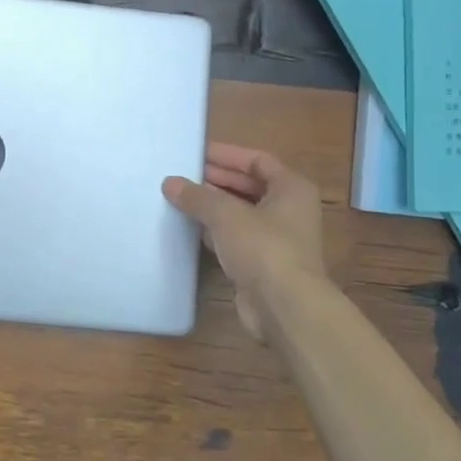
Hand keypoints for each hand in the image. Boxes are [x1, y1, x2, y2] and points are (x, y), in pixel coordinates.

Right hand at [164, 143, 326, 338]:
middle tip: (183, 175)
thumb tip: (170, 183)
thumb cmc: (263, 248)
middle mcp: (289, 209)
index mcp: (291, 188)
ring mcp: (278, 238)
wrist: (284, 307)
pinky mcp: (264, 263)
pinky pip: (237, 237)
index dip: (227, 155)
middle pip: (249, 185)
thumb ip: (196, 196)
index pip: (257, 160)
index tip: (196, 153)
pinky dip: (216, 230)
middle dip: (216, 180)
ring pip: (241, 213)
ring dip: (214, 206)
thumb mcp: (225, 214)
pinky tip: (191, 228)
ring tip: (180, 198)